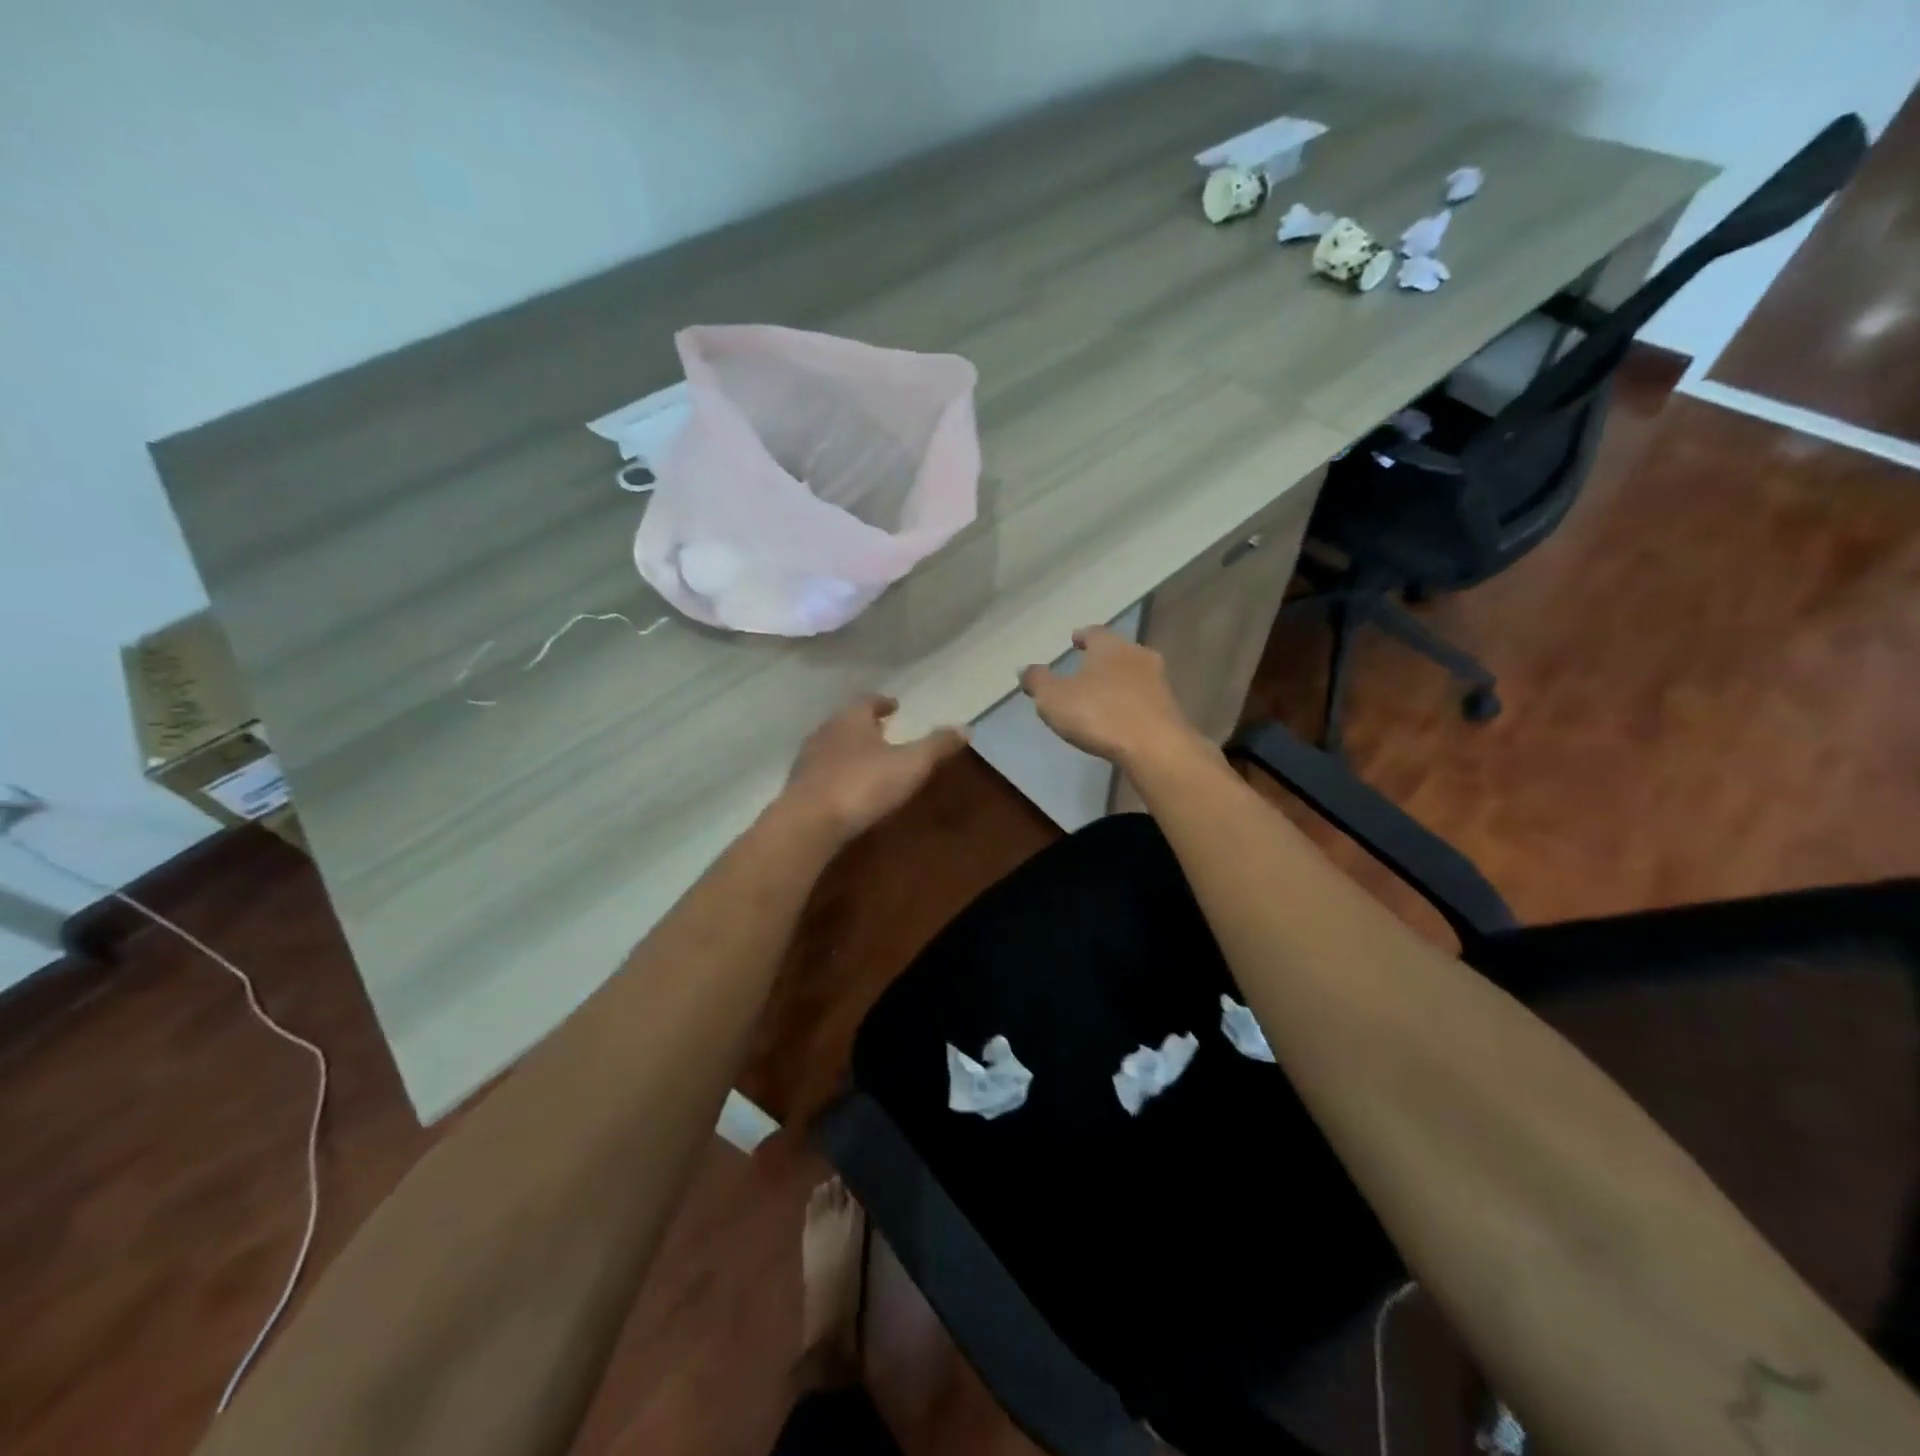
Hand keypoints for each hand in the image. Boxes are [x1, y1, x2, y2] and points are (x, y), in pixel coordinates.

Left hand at [779, 694, 968, 842]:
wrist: (809, 822)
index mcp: (851, 719)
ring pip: (832, 745)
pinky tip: (847, 787)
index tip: (893, 705)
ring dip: (849, 748)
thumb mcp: (910, 764)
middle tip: (882, 730)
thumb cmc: (863, 785)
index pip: (867, 702)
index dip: (882, 703)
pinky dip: (837, 772)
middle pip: (847, 721)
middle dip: (865, 724)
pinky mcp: (798, 786)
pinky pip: (822, 771)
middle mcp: (825, 731)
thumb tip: (965, 727)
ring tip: (867, 758)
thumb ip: (937, 745)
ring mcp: (807, 759)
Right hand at [1020, 626, 1204, 770]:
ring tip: (1101, 695)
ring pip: (1133, 674)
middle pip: (1116, 651)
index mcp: (1110, 645)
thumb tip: (1024, 669)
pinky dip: (1130, 703)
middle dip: (1101, 659)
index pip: (1094, 632)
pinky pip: (1143, 699)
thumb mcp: (1054, 698)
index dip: (1082, 636)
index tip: (1074, 641)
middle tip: (1085, 668)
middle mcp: (1137, 655)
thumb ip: (1037, 681)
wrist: (1155, 747)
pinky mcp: (1169, 709)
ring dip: (1118, 682)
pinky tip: (1119, 717)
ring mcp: (1158, 682)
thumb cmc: (1099, 713)